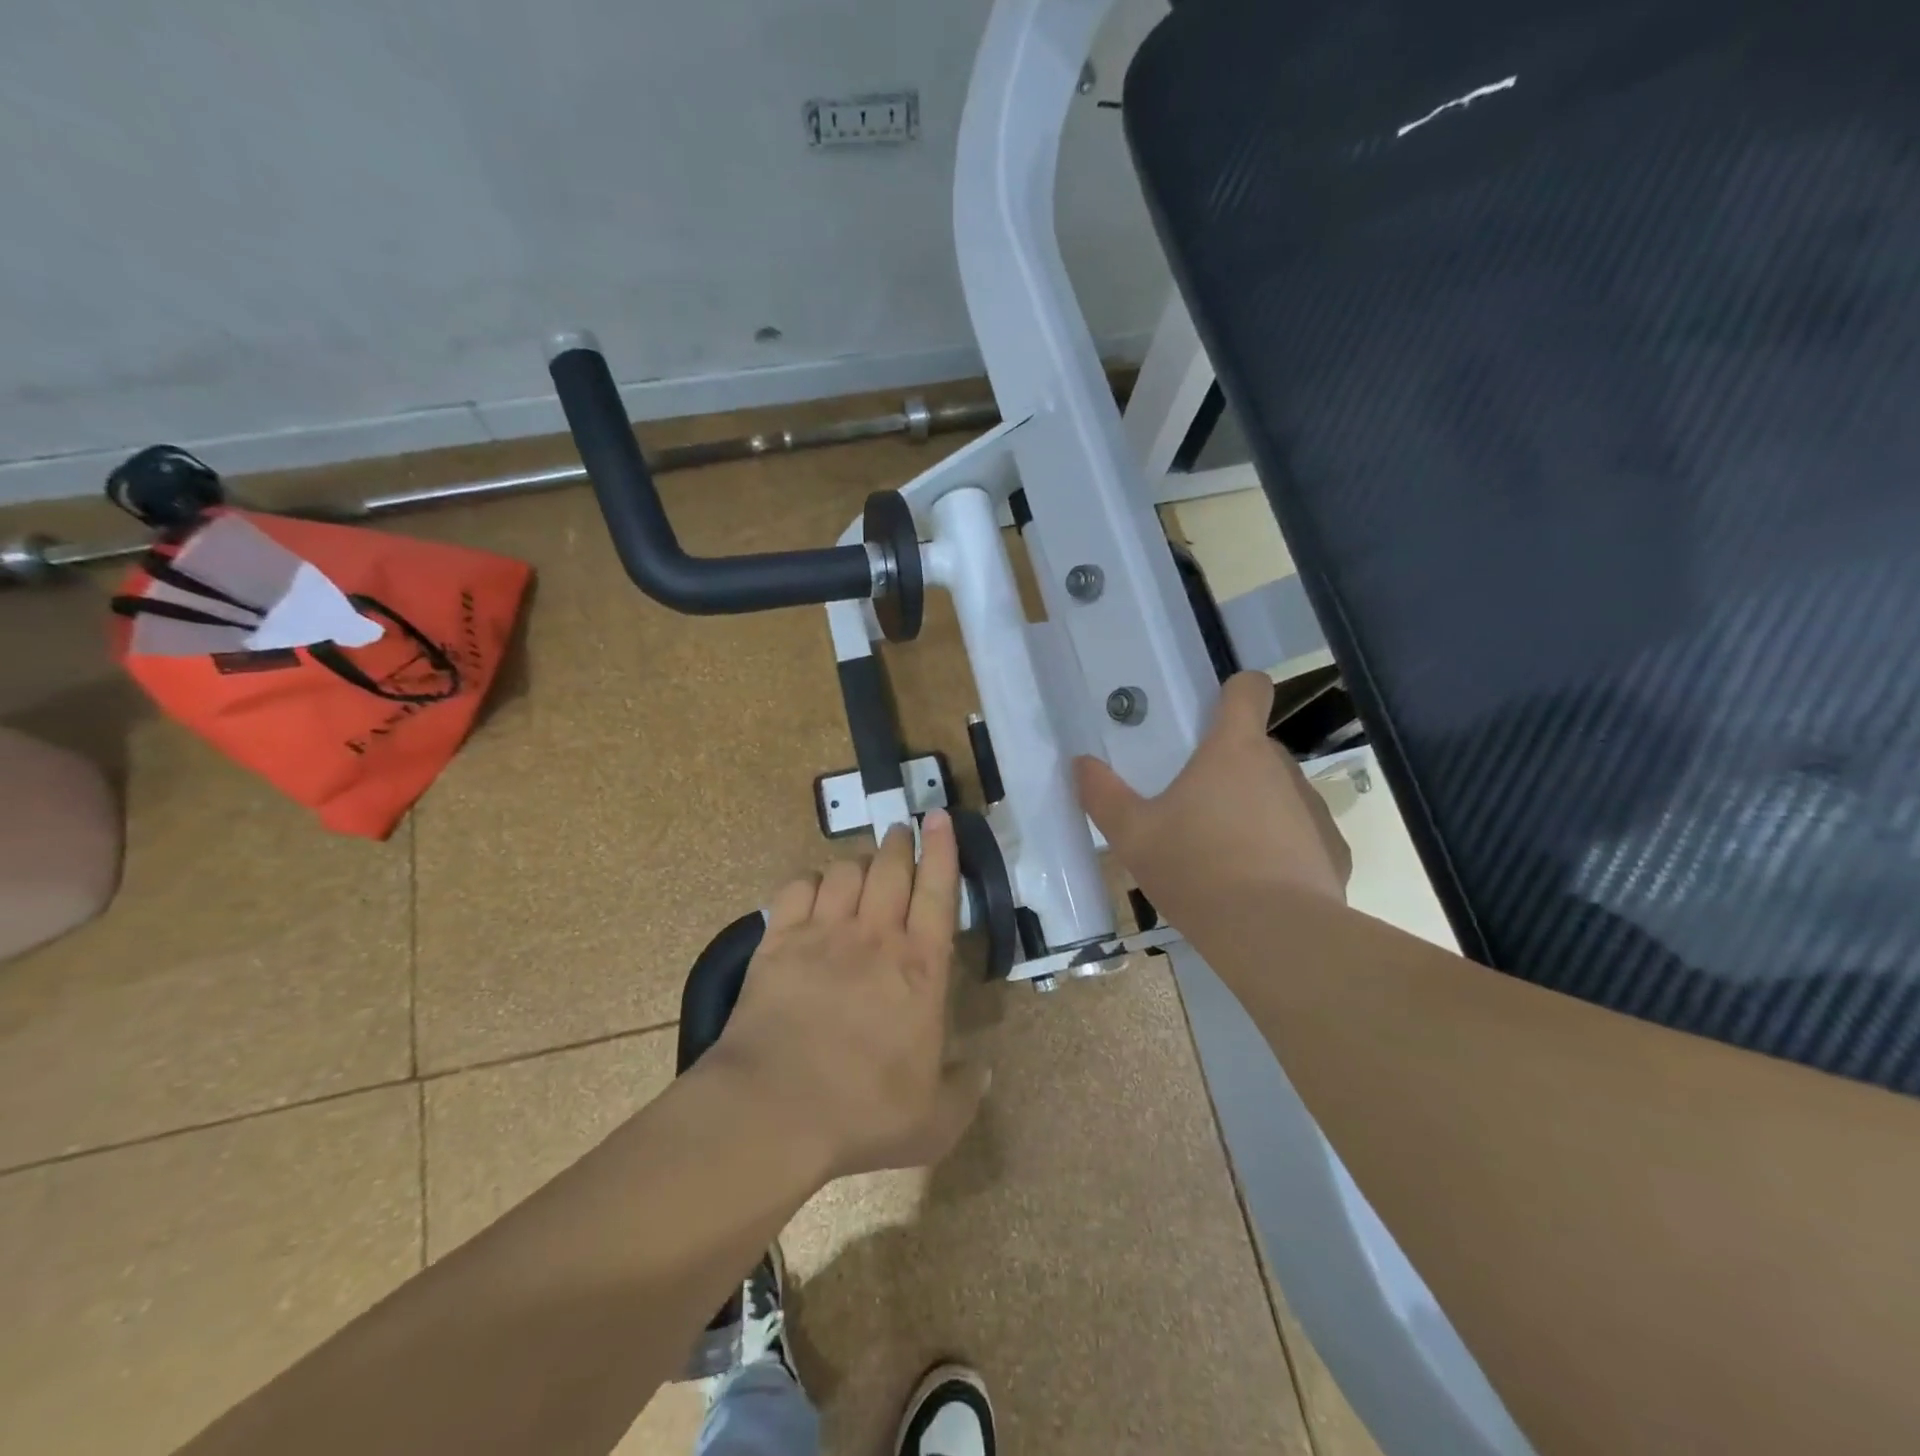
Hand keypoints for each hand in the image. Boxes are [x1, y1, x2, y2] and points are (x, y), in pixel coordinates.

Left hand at [710, 810, 988, 1181]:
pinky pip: (796, 888)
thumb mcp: (934, 1122)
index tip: (940, 818)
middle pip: (890, 867)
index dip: (942, 849)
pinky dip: (809, 881)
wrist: (773, 1109)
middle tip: (902, 833)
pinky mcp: (778, 941)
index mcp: (919, 968)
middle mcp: (875, 936)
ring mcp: (823, 933)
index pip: (938, 891)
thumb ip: (964, 1092)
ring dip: (857, 863)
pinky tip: (812, 892)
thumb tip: (985, 1071)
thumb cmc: (862, 1112)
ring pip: (844, 870)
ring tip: (860, 869)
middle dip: (899, 842)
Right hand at [1075, 671, 1350, 915]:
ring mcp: (1314, 809)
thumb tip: (1081, 764)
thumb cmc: (1196, 870)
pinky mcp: (1334, 851)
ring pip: (1280, 792)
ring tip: (1226, 853)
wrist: (1273, 936)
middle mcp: (1281, 768)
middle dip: (1230, 766)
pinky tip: (1261, 884)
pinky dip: (1283, 848)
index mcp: (1234, 750)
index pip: (1249, 689)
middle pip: (1257, 747)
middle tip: (1196, 805)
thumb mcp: (1133, 836)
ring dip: (1256, 808)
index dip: (1236, 690)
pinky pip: (1302, 835)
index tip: (1216, 709)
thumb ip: (1104, 795)